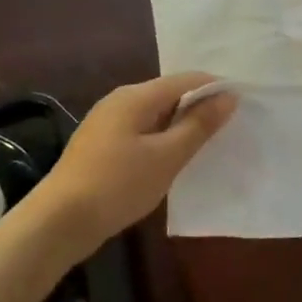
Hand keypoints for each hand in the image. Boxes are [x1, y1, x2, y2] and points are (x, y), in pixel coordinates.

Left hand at [30, 72, 235, 254]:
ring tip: (207, 143)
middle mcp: (120, 100)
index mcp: (136, 96)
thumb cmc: (118, 185)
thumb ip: (199, 125)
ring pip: (155, 113)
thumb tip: (228, 96)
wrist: (58, 222)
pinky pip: (142, 130)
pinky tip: (172, 158)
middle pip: (170, 93)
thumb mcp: (167, 156)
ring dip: (181, 124)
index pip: (186, 79)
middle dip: (199, 106)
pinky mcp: (101, 144)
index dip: (216, 88)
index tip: (243, 106)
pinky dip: (162, 137)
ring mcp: (107, 122)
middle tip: (230, 127)